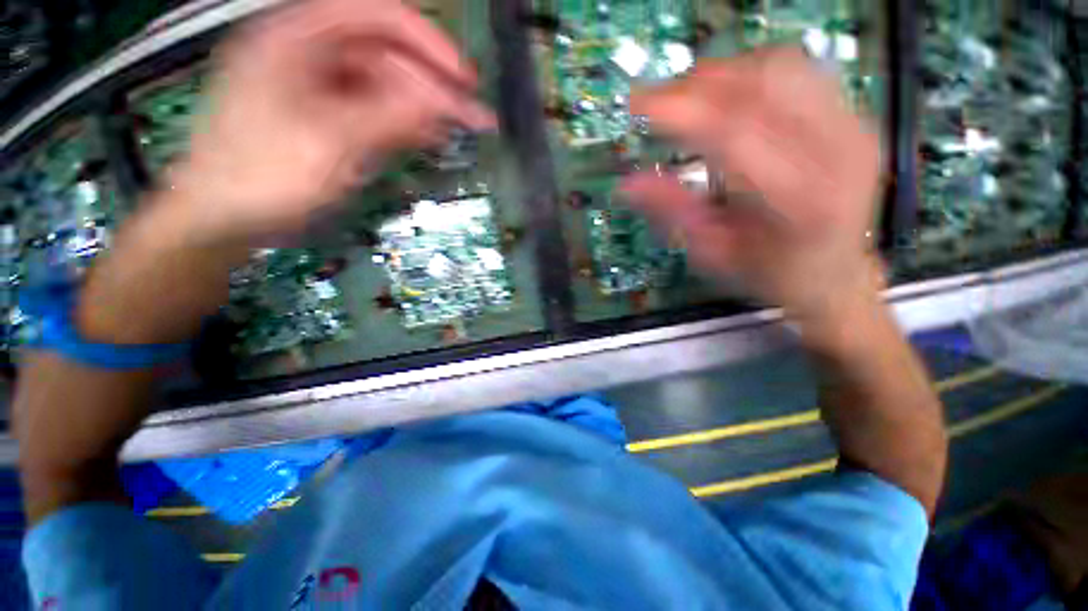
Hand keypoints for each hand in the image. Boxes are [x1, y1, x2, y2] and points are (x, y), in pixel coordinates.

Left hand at [167, 0, 494, 243]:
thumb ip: (391, 116)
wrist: (222, 217)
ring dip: (423, 107)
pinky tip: (429, 136)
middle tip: (473, 116)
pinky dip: (404, 122)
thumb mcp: (332, 143)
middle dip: (433, 84)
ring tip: (458, 130)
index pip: (378, 16)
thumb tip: (445, 104)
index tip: (466, 79)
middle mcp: (311, 52)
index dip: (429, 42)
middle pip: (386, 54)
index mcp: (299, 36)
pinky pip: (375, 110)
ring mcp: (319, 86)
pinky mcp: (327, 116)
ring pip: (385, 85)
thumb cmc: (264, 175)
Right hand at [621, 47, 882, 319]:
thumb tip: (627, 185)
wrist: (834, 274)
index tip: (638, 103)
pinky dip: (752, 72)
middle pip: (760, 86)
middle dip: (697, 85)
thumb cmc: (769, 275)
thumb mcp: (713, 254)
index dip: (680, 112)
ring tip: (689, 98)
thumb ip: (673, 213)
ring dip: (723, 74)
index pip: (732, 133)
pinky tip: (727, 95)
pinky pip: (799, 70)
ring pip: (780, 67)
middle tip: (658, 102)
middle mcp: (837, 152)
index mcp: (799, 200)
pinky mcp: (854, 116)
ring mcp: (853, 127)